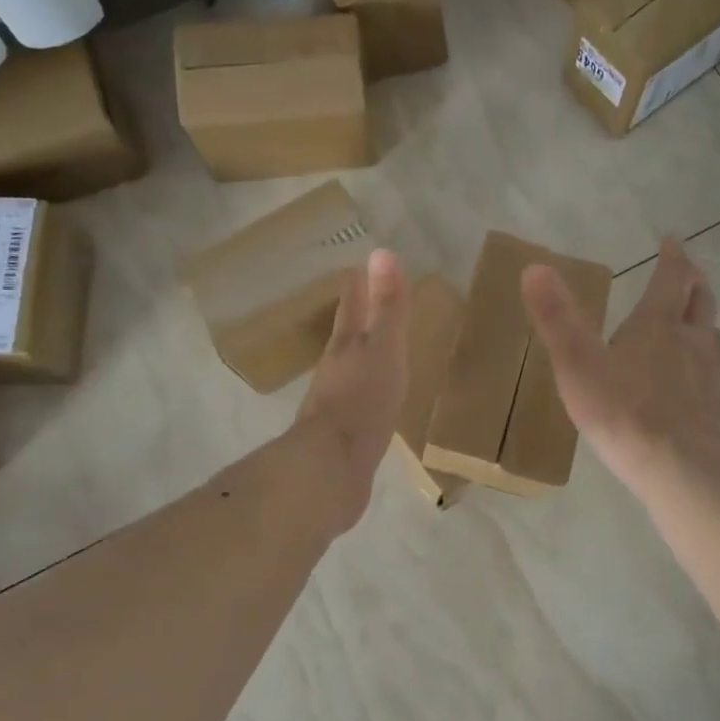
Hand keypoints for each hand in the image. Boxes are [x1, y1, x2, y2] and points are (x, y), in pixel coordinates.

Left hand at [294, 248, 410, 532]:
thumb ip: (387, 308)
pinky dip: (367, 395)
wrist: (332, 469)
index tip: (356, 269)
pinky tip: (375, 403)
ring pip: (349, 372)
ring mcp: (336, 407)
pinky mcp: (343, 438)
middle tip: (364, 303)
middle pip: (346, 338)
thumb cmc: (362, 403)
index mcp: (345, 348)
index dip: (356, 290)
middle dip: (355, 320)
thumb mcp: (382, 350)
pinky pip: (358, 406)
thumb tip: (382, 252)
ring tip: (375, 351)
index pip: (351, 310)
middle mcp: (335, 372)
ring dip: (361, 358)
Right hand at [522, 235, 719, 495]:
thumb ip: (557, 317)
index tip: (673, 240)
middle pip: (702, 304)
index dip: (672, 257)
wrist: (675, 465)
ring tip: (702, 332)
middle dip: (695, 286)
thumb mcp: (576, 363)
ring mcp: (712, 379)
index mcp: (657, 326)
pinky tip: (705, 394)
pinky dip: (714, 381)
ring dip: (710, 329)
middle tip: (691, 277)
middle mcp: (692, 344)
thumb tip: (535, 267)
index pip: (670, 279)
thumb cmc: (620, 411)